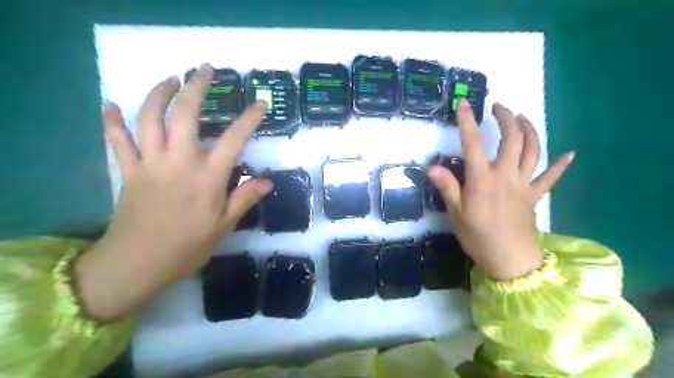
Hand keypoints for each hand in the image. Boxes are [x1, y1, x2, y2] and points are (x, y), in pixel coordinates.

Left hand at [76, 63, 270, 320]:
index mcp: (208, 178)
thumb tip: (267, 182)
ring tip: (170, 78)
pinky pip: (117, 141)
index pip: (233, 140)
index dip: (249, 119)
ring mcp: (150, 164)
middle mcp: (179, 162)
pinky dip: (111, 121)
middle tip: (203, 70)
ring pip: (149, 119)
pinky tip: (110, 104)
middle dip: (195, 87)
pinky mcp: (129, 171)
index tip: (259, 103)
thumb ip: (244, 199)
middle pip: (185, 115)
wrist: (138, 264)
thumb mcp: (224, 227)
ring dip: (158, 94)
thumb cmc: (187, 247)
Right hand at [428, 98, 570, 279]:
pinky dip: (560, 165)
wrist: (510, 260)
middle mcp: (506, 175)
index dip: (467, 122)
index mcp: (483, 179)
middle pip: (512, 139)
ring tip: (522, 117)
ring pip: (533, 150)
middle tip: (498, 107)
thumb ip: (447, 187)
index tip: (463, 103)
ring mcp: (524, 184)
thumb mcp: (456, 213)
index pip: (473, 144)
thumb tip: (431, 167)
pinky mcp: (534, 196)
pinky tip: (569, 154)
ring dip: (529, 130)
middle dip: (506, 118)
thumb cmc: (478, 237)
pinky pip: (550, 178)